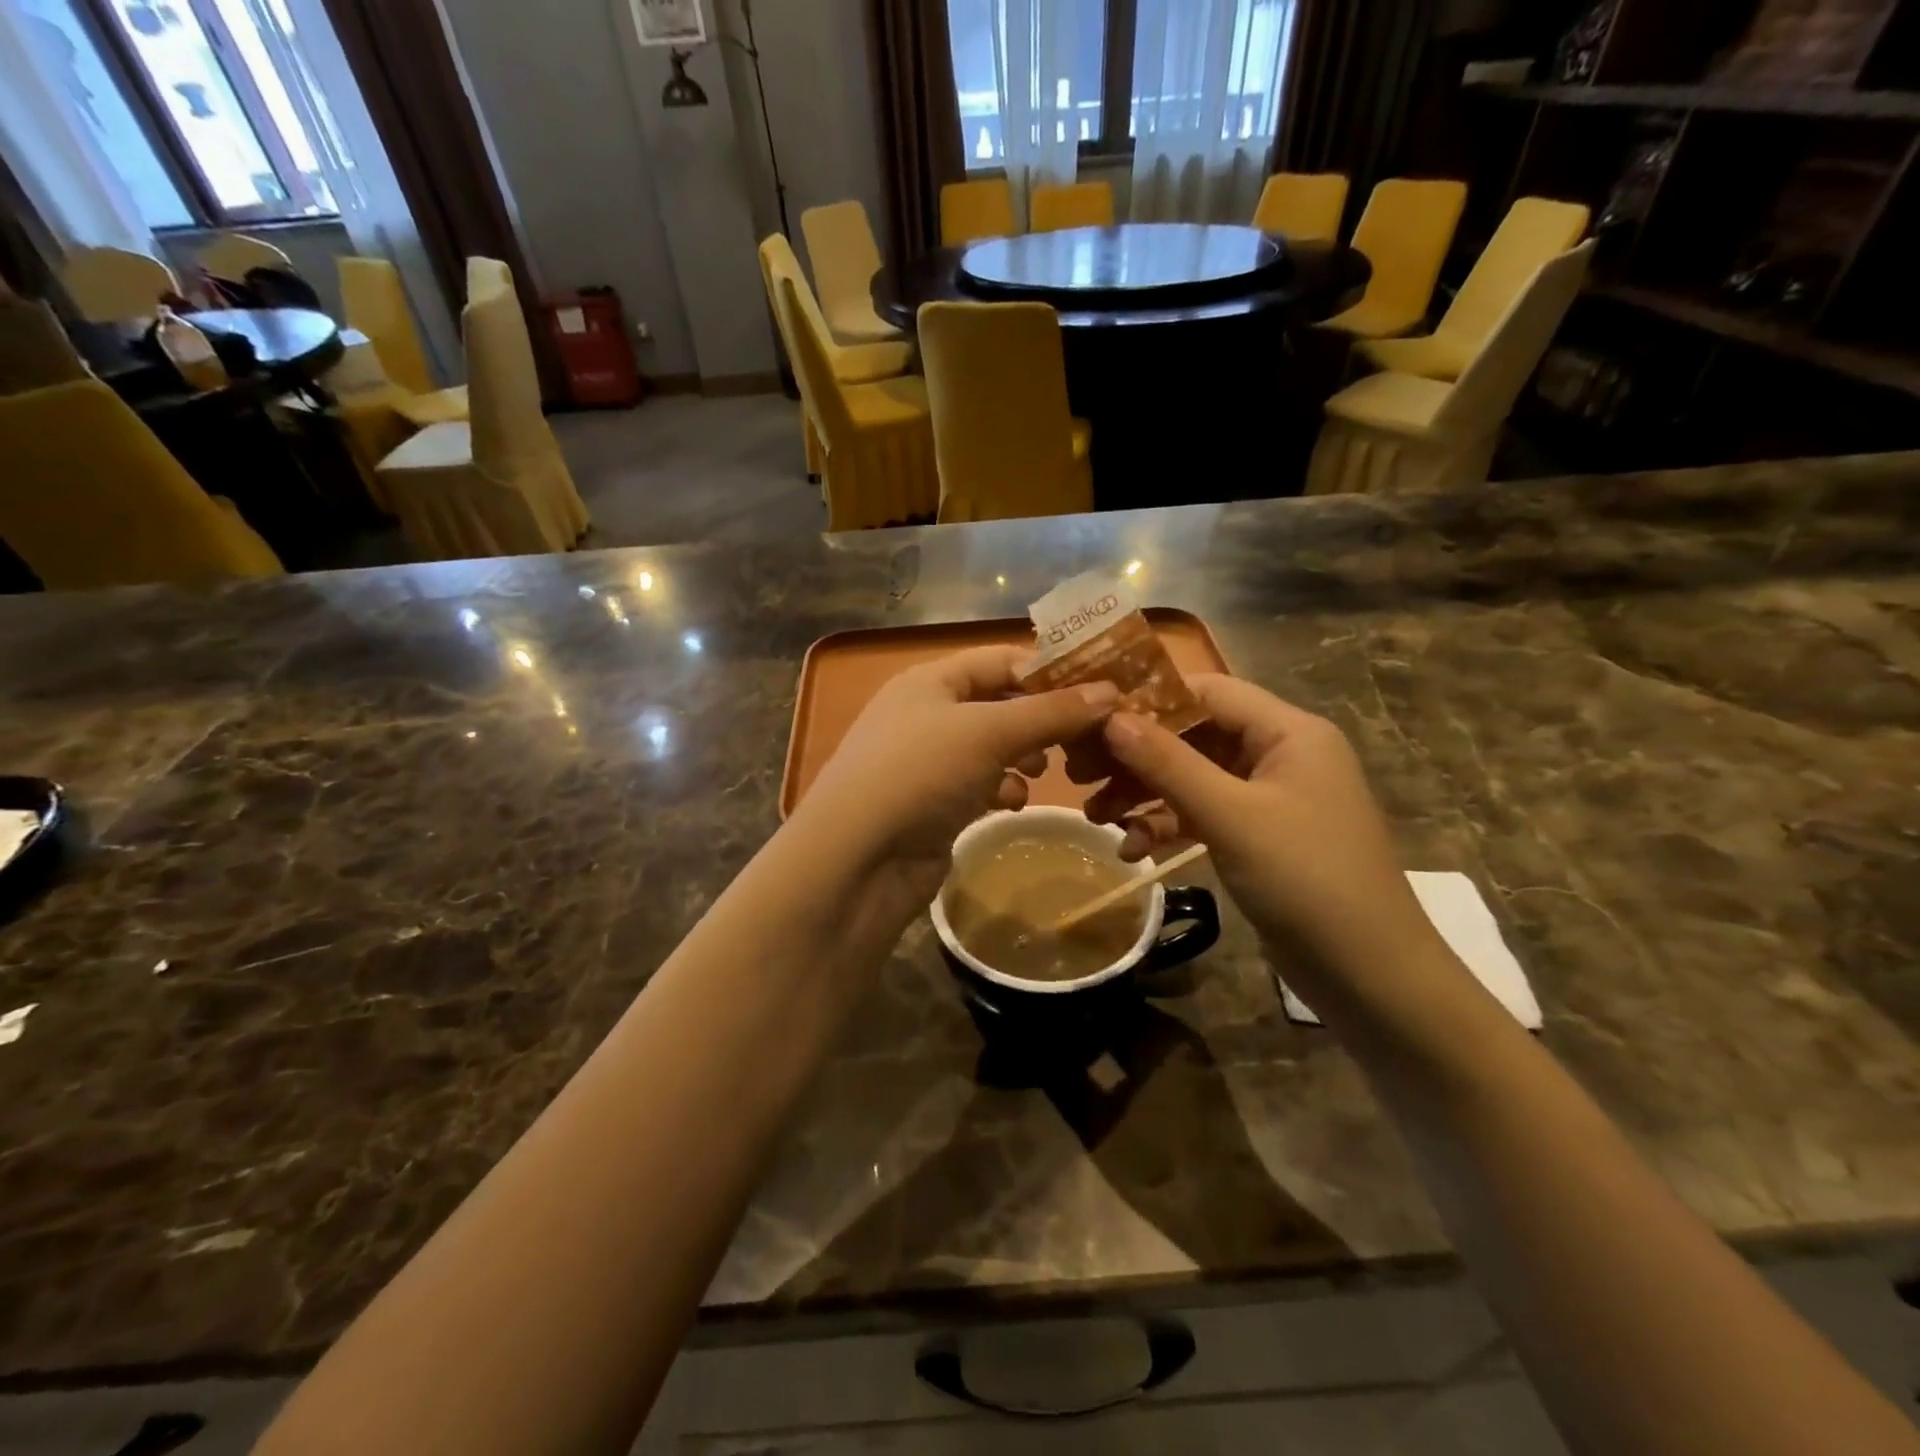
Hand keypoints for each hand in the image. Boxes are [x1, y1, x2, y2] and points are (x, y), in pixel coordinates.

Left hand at [793, 645, 1119, 919]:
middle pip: (1000, 703)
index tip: (1100, 690)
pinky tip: (1013, 804)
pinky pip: (980, 784)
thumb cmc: (921, 773)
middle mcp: (928, 713)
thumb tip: (1110, 692)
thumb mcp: (989, 732)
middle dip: (1041, 719)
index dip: (1050, 671)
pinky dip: (1002, 789)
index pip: (1001, 659)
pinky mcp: (933, 803)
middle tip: (1085, 737)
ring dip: (1024, 756)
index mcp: (932, 680)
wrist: (858, 859)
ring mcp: (928, 761)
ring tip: (1049, 770)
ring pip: (993, 746)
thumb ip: (1050, 712)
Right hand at [1086, 675, 1437, 971]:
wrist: (1370, 975)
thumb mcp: (1230, 816)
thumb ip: (1168, 763)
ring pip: (1193, 777)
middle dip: (1137, 754)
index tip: (1092, 715)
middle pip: (1194, 735)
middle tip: (1079, 770)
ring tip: (1095, 816)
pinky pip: (1203, 814)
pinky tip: (1131, 850)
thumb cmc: (1306, 879)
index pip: (1208, 691)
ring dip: (1145, 794)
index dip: (1149, 698)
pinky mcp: (1258, 836)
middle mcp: (1280, 754)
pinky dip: (1167, 826)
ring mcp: (1269, 798)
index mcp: (1288, 732)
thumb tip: (1110, 718)